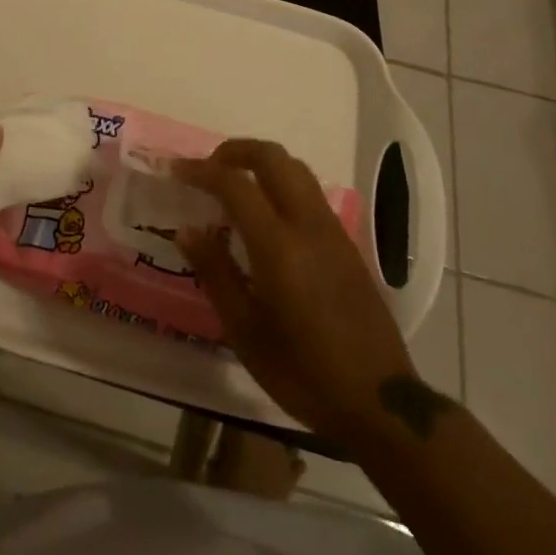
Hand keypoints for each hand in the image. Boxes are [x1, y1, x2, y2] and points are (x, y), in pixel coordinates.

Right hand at [176, 139, 415, 445]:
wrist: (380, 403)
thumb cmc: (303, 372)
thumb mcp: (244, 331)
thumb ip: (214, 272)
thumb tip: (186, 229)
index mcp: (279, 246)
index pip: (235, 184)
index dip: (201, 170)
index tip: (175, 170)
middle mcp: (308, 225)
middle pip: (272, 157)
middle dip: (234, 151)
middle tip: (206, 168)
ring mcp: (332, 231)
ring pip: (295, 169)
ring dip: (260, 163)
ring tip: (233, 185)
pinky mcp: (347, 243)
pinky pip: (309, 192)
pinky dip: (280, 183)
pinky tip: (265, 215)